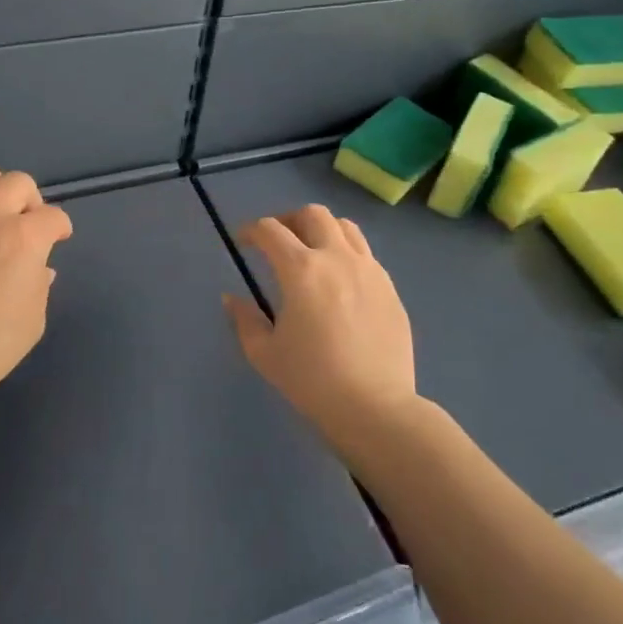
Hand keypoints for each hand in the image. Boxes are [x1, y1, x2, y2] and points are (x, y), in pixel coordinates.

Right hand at [224, 204, 416, 451]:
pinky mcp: (390, 288)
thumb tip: (232, 299)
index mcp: (301, 269)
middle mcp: (337, 258)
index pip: (271, 230)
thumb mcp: (265, 354)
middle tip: (278, 241)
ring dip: (322, 230)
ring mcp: (369, 270)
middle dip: (289, 220)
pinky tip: (340, 281)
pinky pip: (366, 254)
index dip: (251, 230)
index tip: (243, 242)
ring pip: (345, 227)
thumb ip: (244, 320)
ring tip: (312, 252)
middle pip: (312, 214)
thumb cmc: (312, 381)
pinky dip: (346, 253)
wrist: (376, 408)